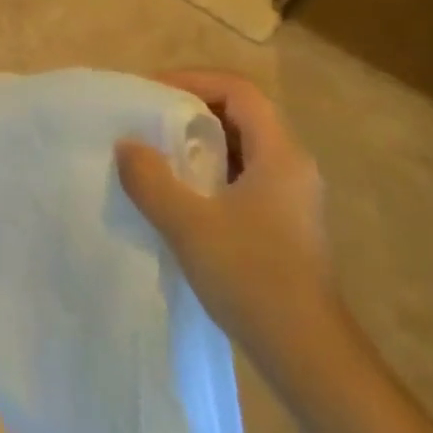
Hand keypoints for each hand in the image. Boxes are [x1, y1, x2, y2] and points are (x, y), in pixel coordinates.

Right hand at [116, 71, 336, 363]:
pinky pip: (244, 176)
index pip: (239, 91)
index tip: (152, 92)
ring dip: (201, 142)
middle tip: (148, 118)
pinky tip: (181, 194)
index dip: (194, 81)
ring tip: (157, 152)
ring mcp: (292, 197)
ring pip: (243, 147)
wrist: (305, 351)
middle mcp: (293, 166)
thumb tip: (127, 146)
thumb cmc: (251, 276)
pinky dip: (211, 171)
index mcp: (280, 154)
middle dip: (193, 108)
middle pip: (242, 114)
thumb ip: (151, 179)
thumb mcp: (188, 224)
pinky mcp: (285, 223)